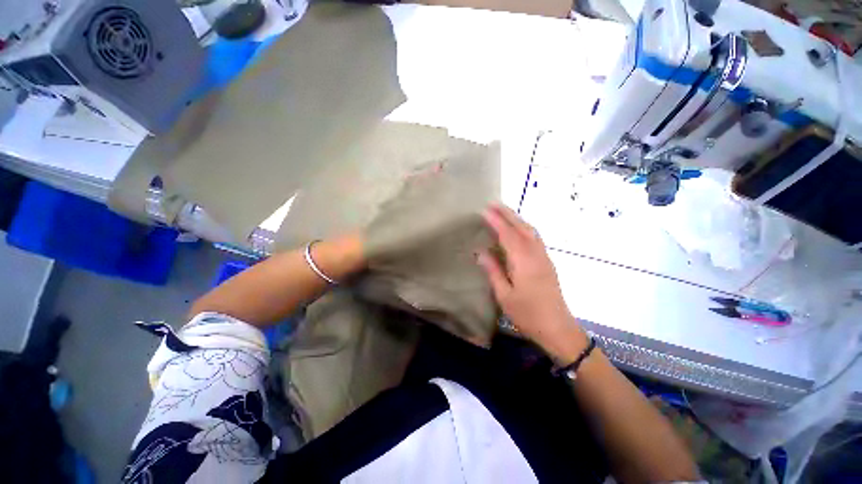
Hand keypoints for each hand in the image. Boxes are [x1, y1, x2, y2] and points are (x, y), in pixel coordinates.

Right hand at [477, 204, 587, 361]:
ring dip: (517, 219)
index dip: (496, 221)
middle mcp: (536, 255)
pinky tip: (517, 230)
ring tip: (503, 212)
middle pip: (523, 227)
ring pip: (531, 231)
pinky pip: (535, 238)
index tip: (485, 210)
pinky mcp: (547, 263)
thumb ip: (493, 271)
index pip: (508, 235)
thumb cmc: (528, 314)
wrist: (557, 328)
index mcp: (524, 262)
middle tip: (493, 203)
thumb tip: (481, 252)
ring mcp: (544, 258)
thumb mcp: (504, 295)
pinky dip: (524, 228)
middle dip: (508, 213)